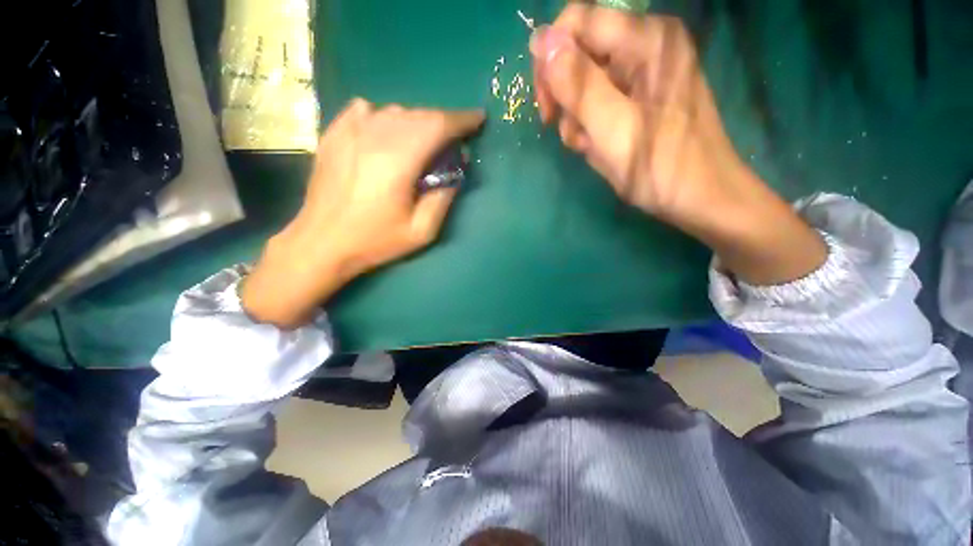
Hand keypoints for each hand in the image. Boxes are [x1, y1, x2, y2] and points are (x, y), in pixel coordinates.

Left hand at [242, 99, 483, 327]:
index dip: (462, 120)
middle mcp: (374, 135)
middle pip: (419, 114)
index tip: (478, 120)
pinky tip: (387, 134)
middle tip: (453, 141)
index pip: (438, 125)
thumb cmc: (375, 241)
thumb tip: (455, 173)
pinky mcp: (335, 133)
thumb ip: (443, 198)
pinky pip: (367, 111)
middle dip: (443, 123)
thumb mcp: (421, 231)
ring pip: (395, 111)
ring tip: (424, 143)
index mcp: (398, 160)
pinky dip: (386, 117)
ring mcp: (350, 130)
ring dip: (417, 122)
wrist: (322, 242)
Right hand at [531, 5, 825, 284]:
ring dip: (579, 118)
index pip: (577, 22)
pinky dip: (593, 126)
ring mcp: (646, 71)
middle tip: (573, 134)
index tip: (548, 107)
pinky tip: (602, 147)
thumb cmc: (660, 168)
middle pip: (580, 53)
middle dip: (567, 98)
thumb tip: (540, 41)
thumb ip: (578, 84)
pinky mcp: (643, 95)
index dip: (551, 61)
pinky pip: (602, 100)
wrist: (702, 199)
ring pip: (587, 82)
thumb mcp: (613, 129)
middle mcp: (647, 45)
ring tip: (593, 147)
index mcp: (646, 40)